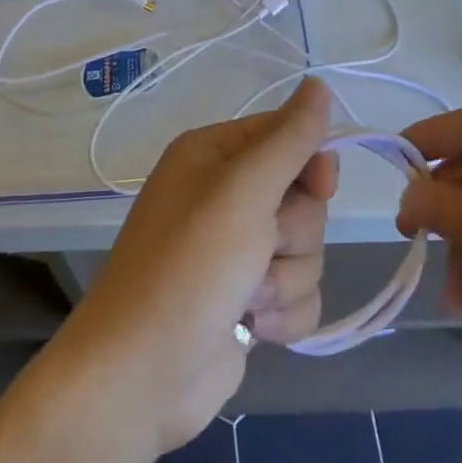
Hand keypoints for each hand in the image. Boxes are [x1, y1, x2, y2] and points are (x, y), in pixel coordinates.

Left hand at [61, 79, 337, 454]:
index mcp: (214, 155)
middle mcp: (225, 195)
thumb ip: (289, 139)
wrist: (140, 378)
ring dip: (286, 279)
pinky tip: (252, 328)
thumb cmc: (188, 268)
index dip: (312, 162)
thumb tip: (320, 84)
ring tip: (247, 298)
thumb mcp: (242, 191)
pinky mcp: (247, 300)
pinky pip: (300, 293)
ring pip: (307, 249)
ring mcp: (236, 252)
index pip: (288, 135)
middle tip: (259, 250)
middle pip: (304, 198)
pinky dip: (284, 314)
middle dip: (293, 233)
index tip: (322, 187)